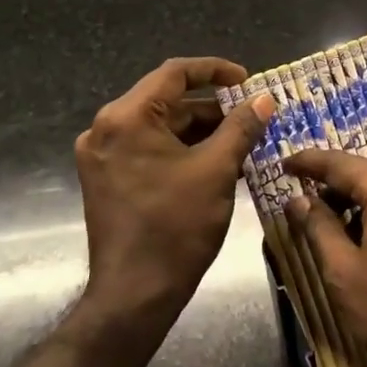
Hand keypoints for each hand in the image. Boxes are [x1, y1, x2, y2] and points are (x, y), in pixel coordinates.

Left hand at [75, 58, 276, 321]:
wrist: (134, 296)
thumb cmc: (176, 228)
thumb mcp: (216, 171)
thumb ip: (241, 127)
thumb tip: (265, 98)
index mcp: (127, 117)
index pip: (175, 73)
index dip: (215, 70)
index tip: (247, 81)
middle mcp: (106, 128)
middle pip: (167, 101)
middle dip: (212, 107)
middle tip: (251, 116)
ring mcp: (102, 155)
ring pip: (160, 127)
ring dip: (200, 131)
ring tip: (242, 141)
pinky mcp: (106, 178)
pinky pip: (149, 148)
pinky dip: (181, 150)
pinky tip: (216, 162)